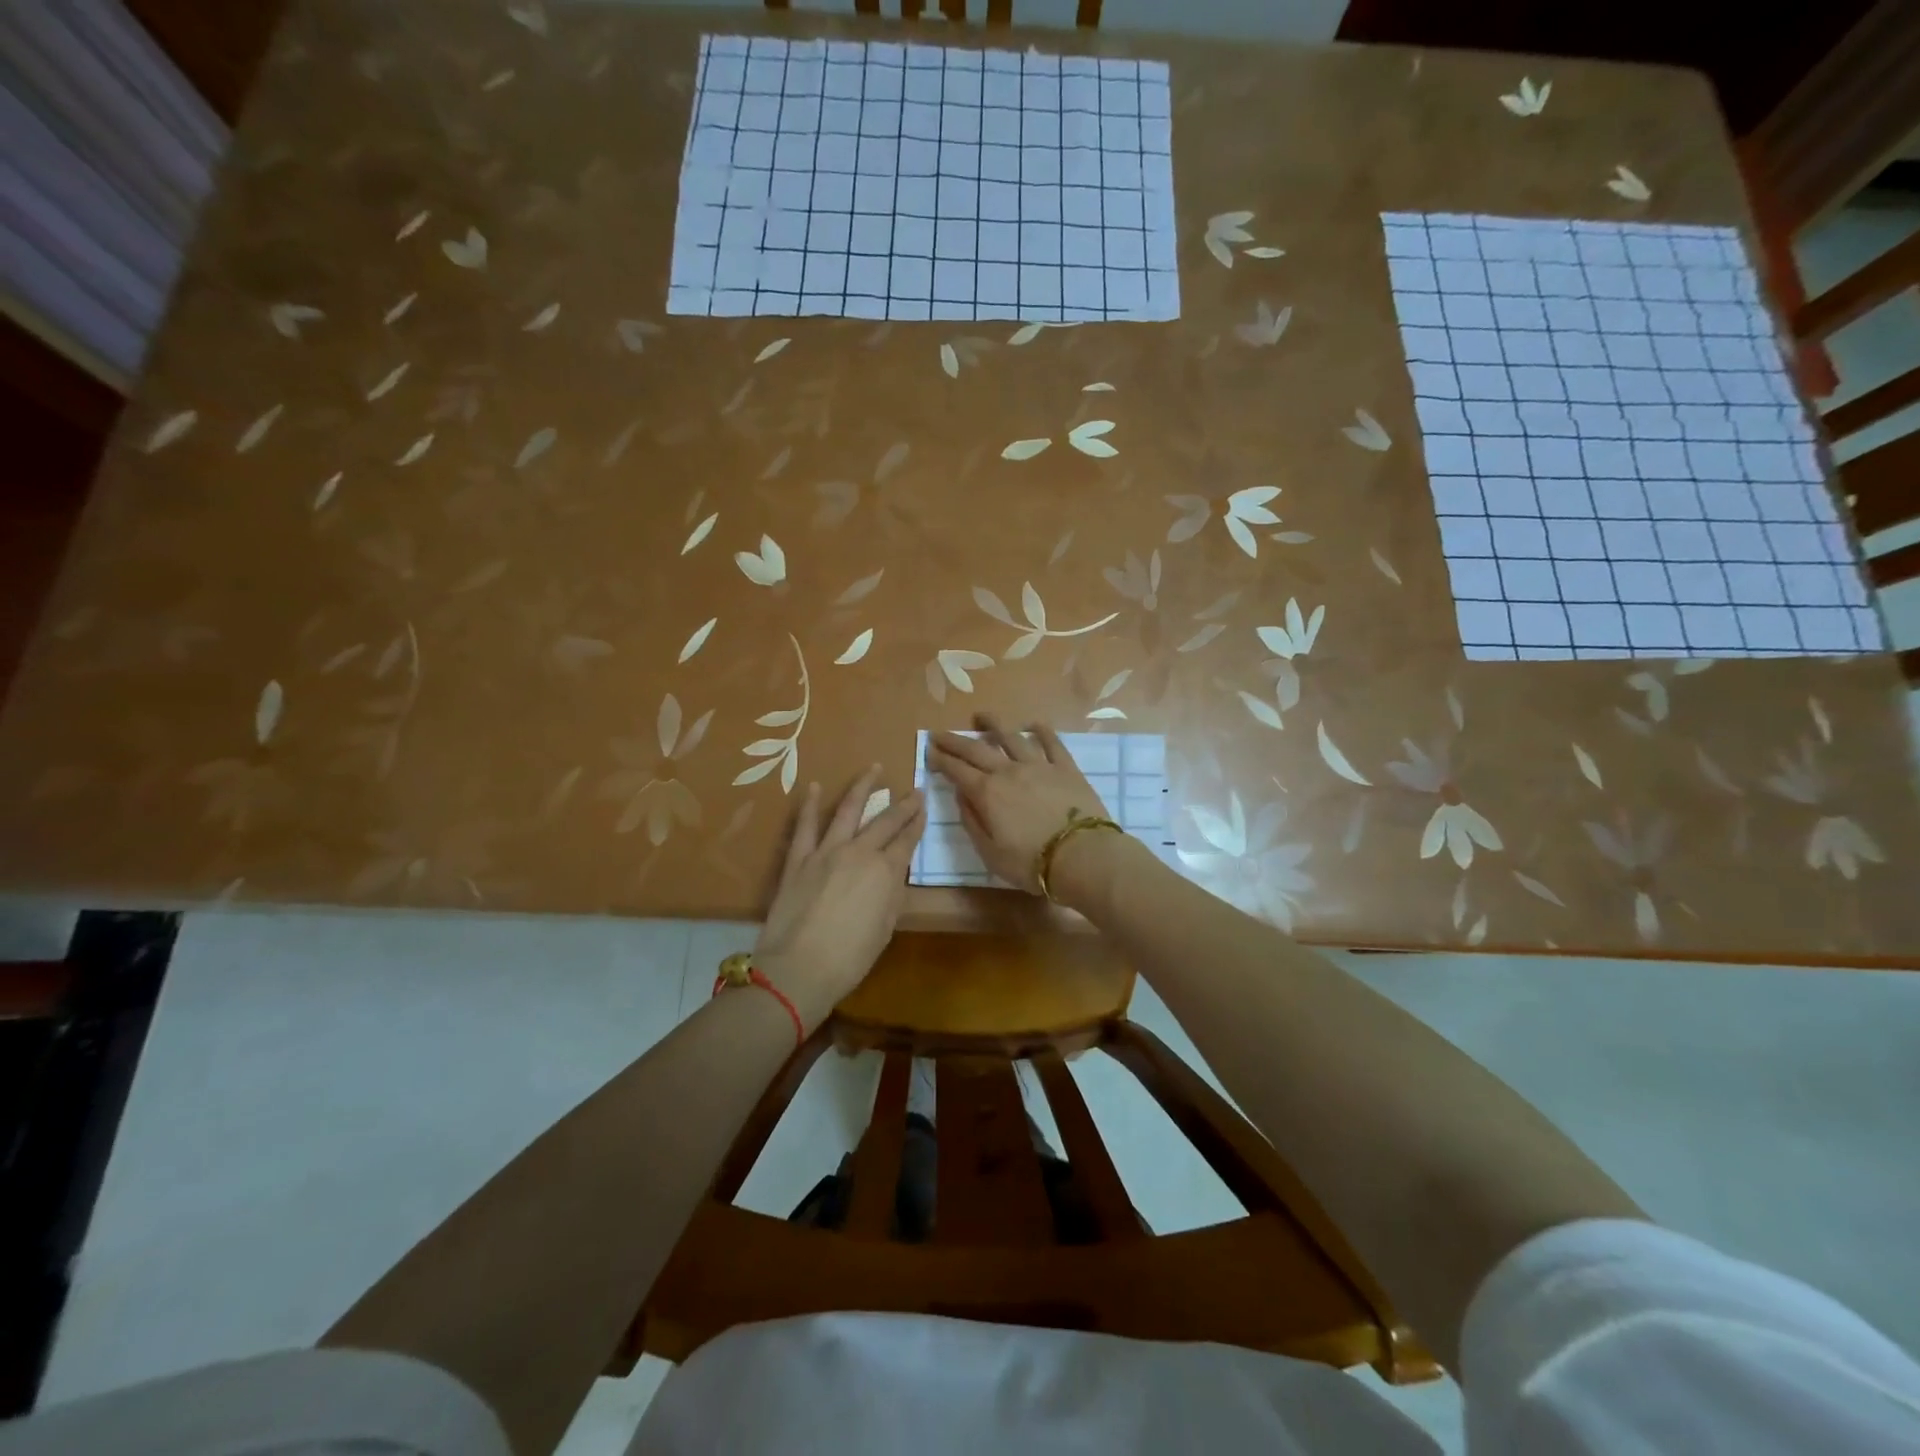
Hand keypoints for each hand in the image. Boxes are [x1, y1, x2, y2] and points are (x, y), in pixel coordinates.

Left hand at [753, 767, 925, 1031]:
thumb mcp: (885, 928)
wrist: (799, 969)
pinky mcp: (798, 859)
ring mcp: (826, 851)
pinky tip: (814, 787)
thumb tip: (893, 874)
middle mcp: (859, 852)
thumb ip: (892, 895)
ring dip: (862, 786)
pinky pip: (805, 826)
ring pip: (848, 809)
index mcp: (886, 872)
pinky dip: (810, 805)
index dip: (917, 822)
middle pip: (885, 821)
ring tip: (874, 768)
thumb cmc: (850, 958)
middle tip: (914, 789)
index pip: (907, 840)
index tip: (924, 807)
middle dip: (903, 804)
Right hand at [925, 714, 1111, 894]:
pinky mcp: (1065, 768)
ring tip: (981, 716)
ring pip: (1011, 738)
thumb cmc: (1030, 863)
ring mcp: (1039, 766)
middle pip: (976, 749)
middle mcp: (1008, 772)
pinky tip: (1034, 724)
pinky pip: (1052, 743)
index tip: (929, 751)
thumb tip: (961, 795)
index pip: (957, 771)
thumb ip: (972, 821)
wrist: (1081, 856)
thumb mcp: (989, 853)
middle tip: (939, 733)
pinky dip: (1041, 731)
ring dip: (993, 725)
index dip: (941, 760)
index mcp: (987, 793)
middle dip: (955, 740)